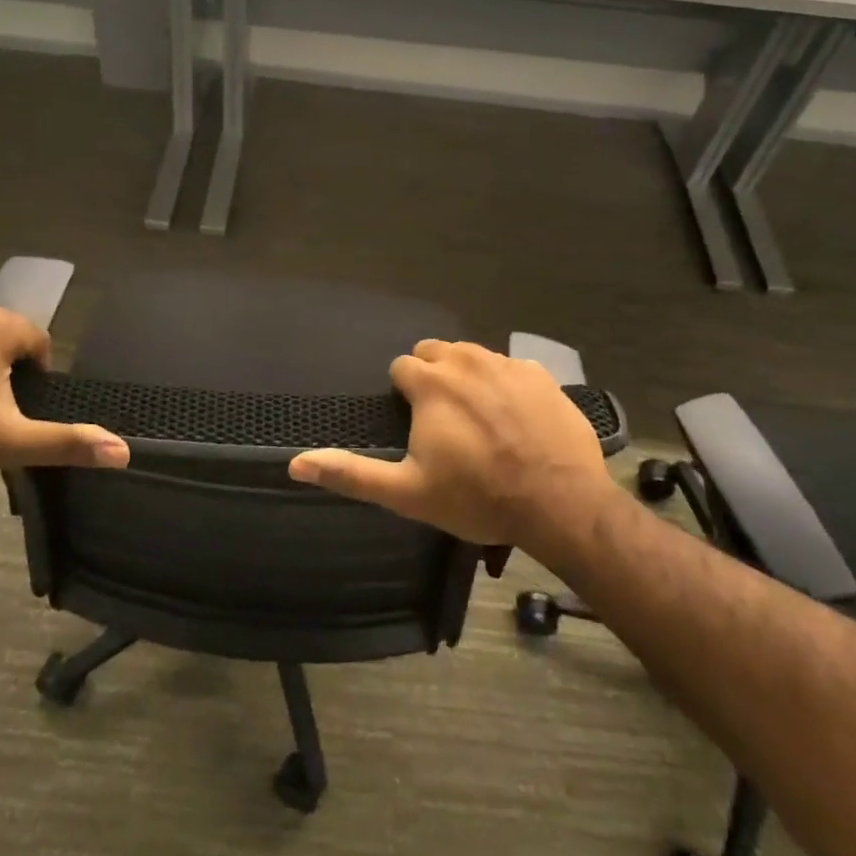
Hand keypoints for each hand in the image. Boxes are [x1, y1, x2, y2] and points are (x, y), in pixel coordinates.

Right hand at [288, 339, 618, 548]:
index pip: (402, 366)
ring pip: (473, 355)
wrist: (559, 503)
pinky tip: (515, 417)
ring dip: (466, 376)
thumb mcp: (407, 493)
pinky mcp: (540, 375)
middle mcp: (466, 361)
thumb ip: (351, 474)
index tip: (416, 423)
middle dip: (432, 376)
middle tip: (443, 419)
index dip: (405, 393)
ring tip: (477, 417)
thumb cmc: (477, 497)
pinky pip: (510, 366)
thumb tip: (295, 463)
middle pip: (436, 352)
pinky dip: (504, 383)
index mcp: (431, 383)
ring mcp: (507, 364)